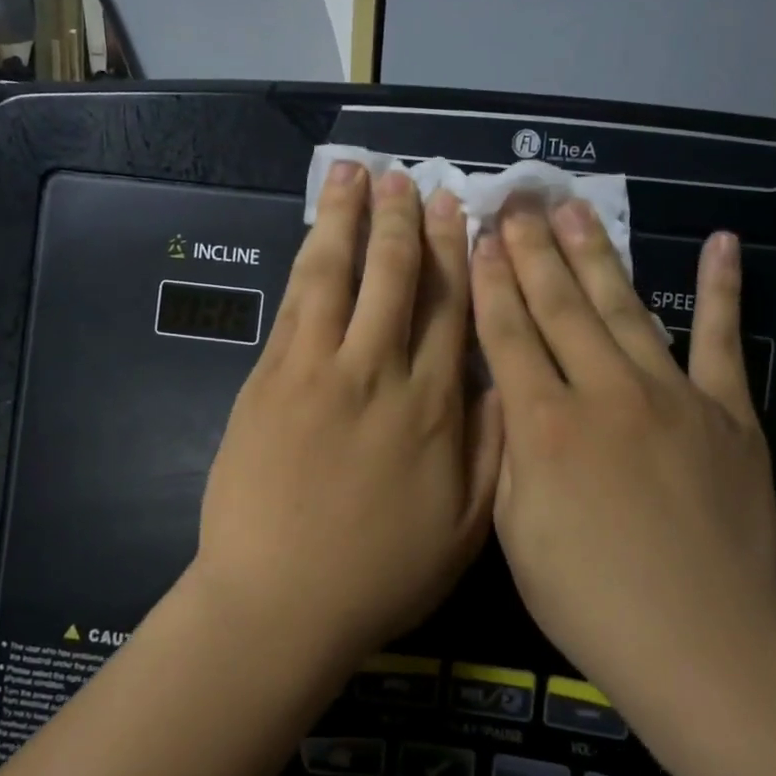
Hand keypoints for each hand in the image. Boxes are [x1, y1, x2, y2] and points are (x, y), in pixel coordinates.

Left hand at [193, 162, 502, 664]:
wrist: (280, 602)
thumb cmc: (379, 575)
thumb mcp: (465, 528)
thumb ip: (491, 447)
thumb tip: (506, 378)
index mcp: (434, 408)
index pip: (454, 311)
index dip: (456, 255)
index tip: (459, 211)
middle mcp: (380, 373)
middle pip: (397, 279)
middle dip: (404, 222)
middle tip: (409, 178)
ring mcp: (318, 370)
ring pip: (339, 275)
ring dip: (349, 219)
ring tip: (355, 173)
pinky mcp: (270, 378)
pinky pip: (295, 304)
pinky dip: (307, 260)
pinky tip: (314, 233)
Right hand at [471, 200, 775, 710]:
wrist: (700, 641)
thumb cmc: (589, 599)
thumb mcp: (515, 532)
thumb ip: (508, 453)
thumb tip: (504, 396)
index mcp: (544, 426)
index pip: (509, 335)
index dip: (491, 283)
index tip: (482, 236)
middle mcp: (604, 393)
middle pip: (561, 307)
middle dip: (533, 251)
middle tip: (519, 201)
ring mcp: (672, 397)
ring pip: (625, 308)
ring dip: (598, 255)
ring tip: (576, 210)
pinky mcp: (728, 414)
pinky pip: (723, 341)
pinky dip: (725, 291)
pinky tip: (722, 243)